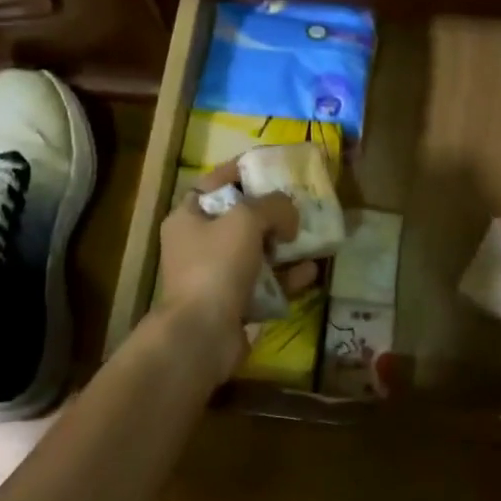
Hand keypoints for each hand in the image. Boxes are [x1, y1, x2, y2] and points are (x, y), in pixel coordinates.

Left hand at [154, 163, 312, 380]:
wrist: (202, 334)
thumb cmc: (217, 266)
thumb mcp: (246, 220)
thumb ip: (273, 206)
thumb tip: (289, 214)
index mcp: (188, 216)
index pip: (217, 181)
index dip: (246, 170)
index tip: (276, 166)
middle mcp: (197, 243)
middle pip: (239, 217)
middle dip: (272, 212)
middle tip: (301, 205)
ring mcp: (215, 275)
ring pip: (255, 251)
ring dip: (283, 246)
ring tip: (312, 237)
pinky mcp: (232, 303)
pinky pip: (264, 283)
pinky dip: (286, 277)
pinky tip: (311, 271)